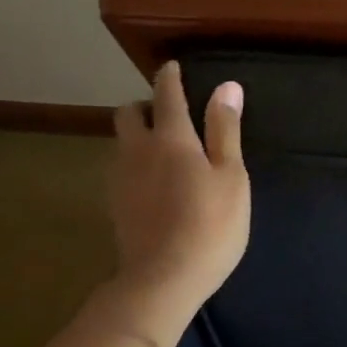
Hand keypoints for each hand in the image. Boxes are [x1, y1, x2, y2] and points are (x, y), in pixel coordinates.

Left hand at [108, 61, 249, 311]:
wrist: (163, 279)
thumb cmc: (210, 225)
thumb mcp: (231, 176)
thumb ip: (225, 130)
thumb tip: (226, 86)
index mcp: (171, 138)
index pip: (167, 94)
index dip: (170, 77)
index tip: (173, 67)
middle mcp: (138, 150)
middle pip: (129, 113)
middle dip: (145, 106)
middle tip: (169, 116)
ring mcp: (120, 178)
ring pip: (121, 142)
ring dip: (137, 136)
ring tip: (163, 150)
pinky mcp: (115, 204)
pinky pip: (121, 169)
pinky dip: (135, 163)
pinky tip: (154, 183)